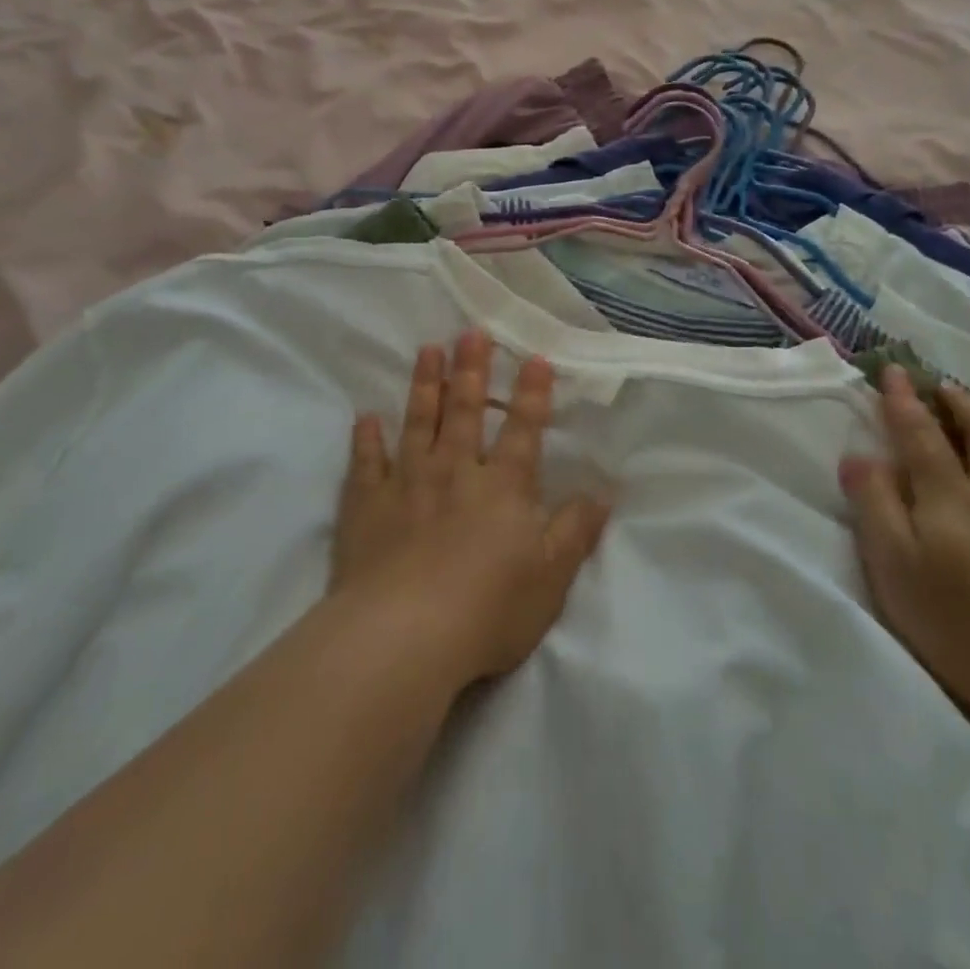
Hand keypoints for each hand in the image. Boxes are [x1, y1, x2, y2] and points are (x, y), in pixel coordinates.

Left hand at [331, 332, 611, 687]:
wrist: (403, 636)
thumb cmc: (488, 610)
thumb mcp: (551, 578)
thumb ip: (576, 531)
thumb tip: (603, 493)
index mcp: (503, 488)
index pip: (522, 430)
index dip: (531, 394)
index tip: (533, 357)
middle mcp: (455, 472)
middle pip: (465, 412)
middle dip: (471, 370)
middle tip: (470, 332)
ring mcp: (407, 484)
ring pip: (418, 423)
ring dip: (424, 385)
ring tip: (428, 350)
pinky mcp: (367, 505)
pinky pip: (366, 463)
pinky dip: (366, 439)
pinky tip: (366, 417)